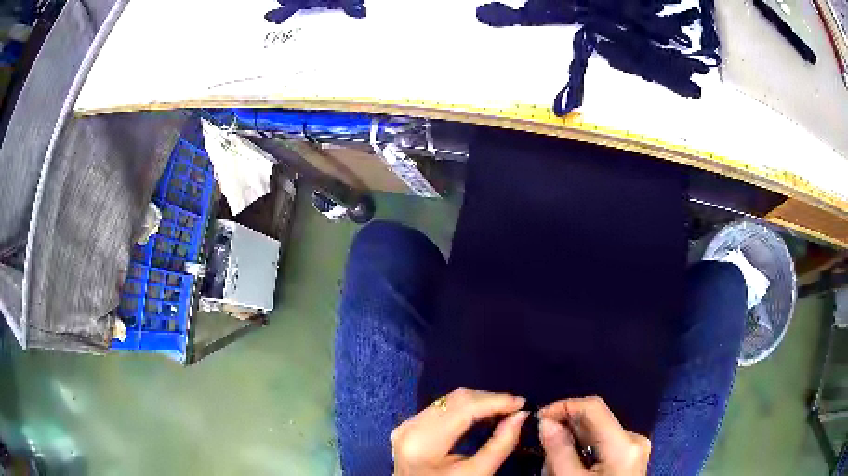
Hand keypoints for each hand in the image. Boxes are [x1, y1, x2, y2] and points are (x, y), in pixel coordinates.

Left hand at [391, 387, 529, 474]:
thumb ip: (500, 445)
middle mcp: (410, 426)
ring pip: (449, 400)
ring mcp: (406, 425)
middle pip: (456, 400)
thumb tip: (520, 415)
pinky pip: (441, 408)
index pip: (464, 407)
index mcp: (423, 442)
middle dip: (489, 400)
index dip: (496, 401)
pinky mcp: (409, 427)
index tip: (523, 403)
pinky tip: (483, 416)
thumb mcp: (477, 474)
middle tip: (516, 408)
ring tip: (504, 412)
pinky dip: (465, 409)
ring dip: (479, 403)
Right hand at [538, 396, 649, 475]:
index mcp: (623, 444)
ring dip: (571, 442)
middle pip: (594, 420)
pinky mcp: (630, 455)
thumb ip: (558, 451)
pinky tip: (569, 466)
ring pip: (596, 433)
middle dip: (564, 429)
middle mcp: (633, 439)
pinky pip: (602, 444)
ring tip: (554, 465)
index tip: (537, 419)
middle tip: (541, 448)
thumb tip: (545, 421)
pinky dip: (582, 451)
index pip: (592, 407)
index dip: (563, 406)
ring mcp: (634, 447)